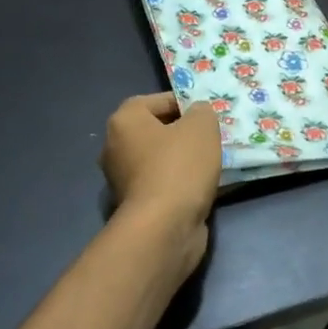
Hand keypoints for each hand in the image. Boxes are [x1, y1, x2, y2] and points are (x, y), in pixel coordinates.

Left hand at [100, 92, 220, 275]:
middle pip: (156, 130)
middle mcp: (115, 147)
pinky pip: (162, 183)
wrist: (164, 227)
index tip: (208, 114)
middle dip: (184, 133)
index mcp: (124, 121)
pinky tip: (203, 186)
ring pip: (160, 159)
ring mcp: (122, 179)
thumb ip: (202, 112)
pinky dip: (180, 183)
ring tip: (212, 161)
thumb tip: (197, 114)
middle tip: (211, 136)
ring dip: (183, 159)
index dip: (185, 103)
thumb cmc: (180, 166)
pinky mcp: (135, 205)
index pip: (157, 100)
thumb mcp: (201, 127)